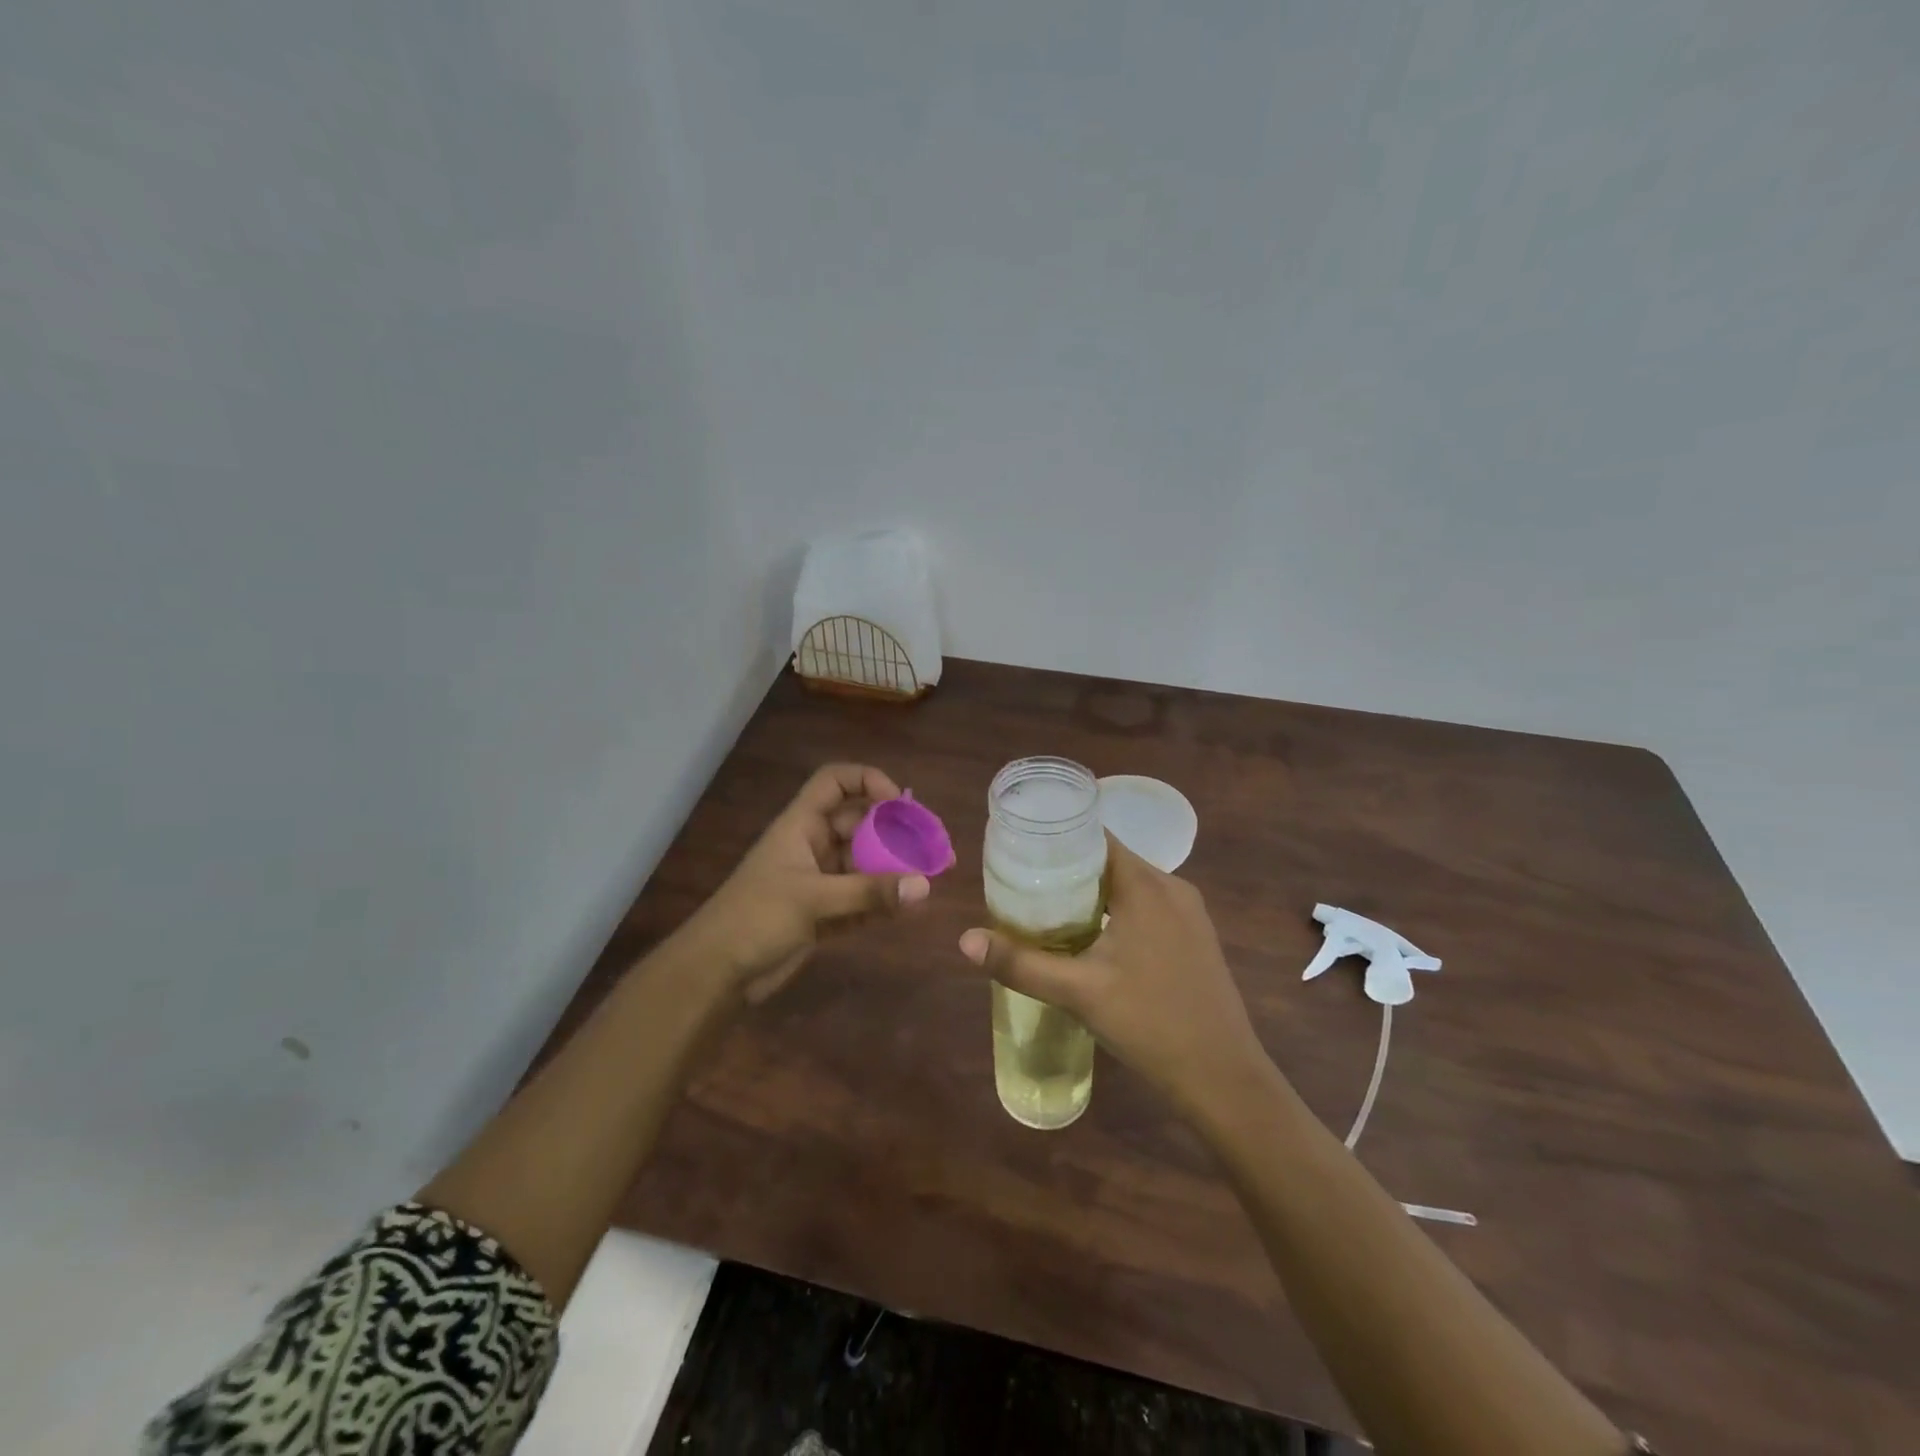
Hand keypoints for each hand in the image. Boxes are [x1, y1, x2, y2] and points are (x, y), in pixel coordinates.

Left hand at [683, 763, 931, 1002]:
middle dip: (895, 831)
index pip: (835, 782)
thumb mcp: (813, 900)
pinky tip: (912, 908)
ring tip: (931, 878)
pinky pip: (863, 898)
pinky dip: (884, 900)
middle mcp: (813, 846)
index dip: (868, 781)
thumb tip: (925, 886)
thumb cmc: (755, 918)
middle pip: (861, 823)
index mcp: (801, 825)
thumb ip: (870, 893)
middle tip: (931, 846)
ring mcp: (819, 880)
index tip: (899, 803)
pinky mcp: (824, 913)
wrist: (715, 974)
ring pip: (865, 862)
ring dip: (895, 869)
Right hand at [957, 835, 1266, 1112]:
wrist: (1223, 1077)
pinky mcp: (1194, 937)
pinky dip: (1117, 910)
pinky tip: (1093, 937)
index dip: (1059, 839)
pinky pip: (1148, 906)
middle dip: (1068, 868)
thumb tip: (965, 940)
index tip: (1022, 849)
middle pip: (1111, 861)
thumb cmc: (1150, 1022)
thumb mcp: (1078, 991)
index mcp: (1146, 885)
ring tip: (1049, 907)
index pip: (1097, 838)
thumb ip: (1020, 962)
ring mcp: (1189, 913)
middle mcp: (1172, 888)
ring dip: (1093, 892)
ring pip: (1130, 886)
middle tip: (1024, 883)